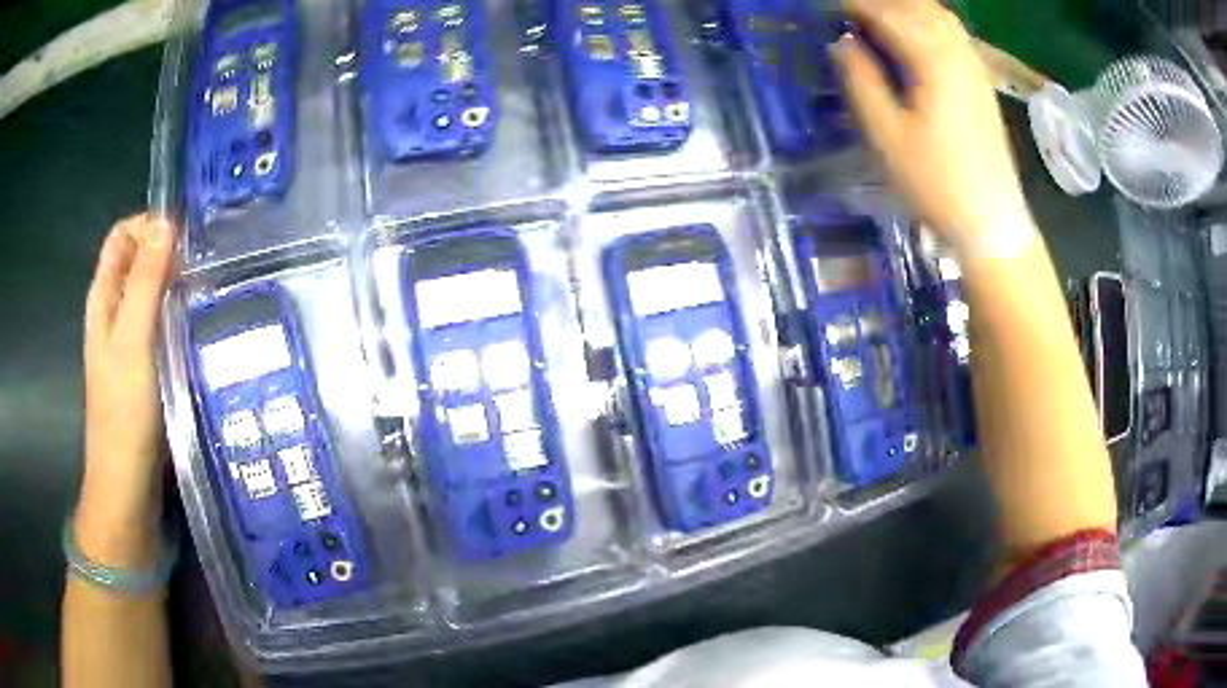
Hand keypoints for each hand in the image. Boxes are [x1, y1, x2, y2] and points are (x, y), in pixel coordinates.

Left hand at [75, 214, 175, 568]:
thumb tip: (167, 221)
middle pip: (140, 260)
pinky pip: (165, 323)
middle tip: (208, 259)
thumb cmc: (124, 412)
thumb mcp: (132, 340)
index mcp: (104, 298)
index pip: (123, 236)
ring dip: (179, 283)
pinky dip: (183, 313)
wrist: (128, 485)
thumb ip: (145, 281)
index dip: (149, 224)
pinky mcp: (149, 365)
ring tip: (214, 287)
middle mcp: (116, 312)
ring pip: (155, 293)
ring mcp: (133, 341)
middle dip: (170, 250)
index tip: (186, 233)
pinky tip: (206, 323)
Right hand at [834, 0, 1032, 257]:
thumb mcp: (886, 136)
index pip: (887, 14)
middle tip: (851, 13)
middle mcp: (958, 54)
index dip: (854, 5)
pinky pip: (953, 34)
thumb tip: (842, 44)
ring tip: (878, 19)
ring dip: (906, 8)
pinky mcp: (981, 83)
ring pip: (939, 16)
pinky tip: (914, 35)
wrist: (990, 219)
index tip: (827, 7)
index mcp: (933, 62)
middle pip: (917, 6)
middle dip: (881, 3)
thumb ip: (861, 81)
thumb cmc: (936, 182)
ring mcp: (974, 67)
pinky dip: (928, 22)